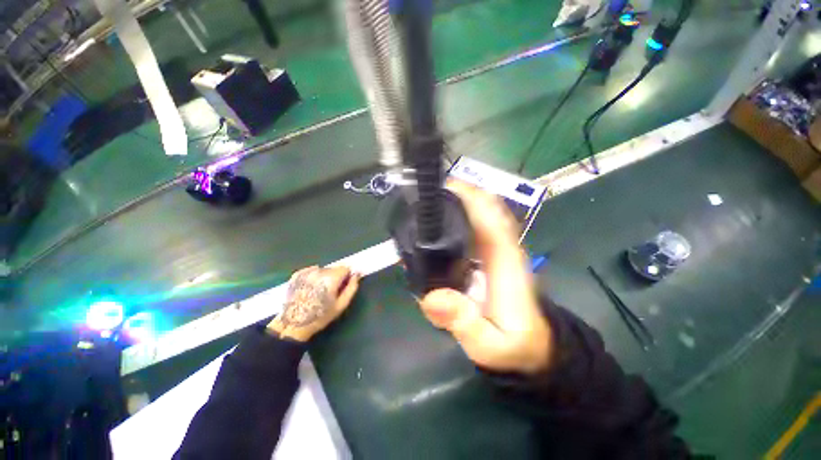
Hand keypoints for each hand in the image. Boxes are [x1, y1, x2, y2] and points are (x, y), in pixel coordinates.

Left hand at [267, 266, 360, 341]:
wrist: (293, 324)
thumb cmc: (321, 316)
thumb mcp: (341, 305)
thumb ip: (352, 288)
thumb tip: (357, 275)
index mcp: (332, 277)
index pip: (345, 268)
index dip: (346, 276)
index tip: (343, 286)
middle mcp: (320, 271)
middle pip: (334, 268)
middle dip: (335, 277)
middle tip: (331, 292)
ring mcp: (307, 272)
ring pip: (323, 269)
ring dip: (325, 277)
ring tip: (319, 291)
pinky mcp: (297, 275)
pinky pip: (311, 270)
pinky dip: (314, 276)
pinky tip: (310, 287)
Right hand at [418, 180, 552, 374]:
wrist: (531, 348)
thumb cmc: (513, 346)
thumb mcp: (488, 344)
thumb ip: (462, 322)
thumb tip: (432, 297)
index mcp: (505, 261)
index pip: (490, 216)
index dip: (469, 196)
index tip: (441, 186)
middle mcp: (501, 247)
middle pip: (483, 208)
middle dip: (456, 194)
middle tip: (424, 195)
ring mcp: (495, 249)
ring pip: (477, 214)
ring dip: (455, 203)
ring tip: (425, 205)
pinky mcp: (488, 255)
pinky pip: (473, 227)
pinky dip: (457, 217)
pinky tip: (436, 224)